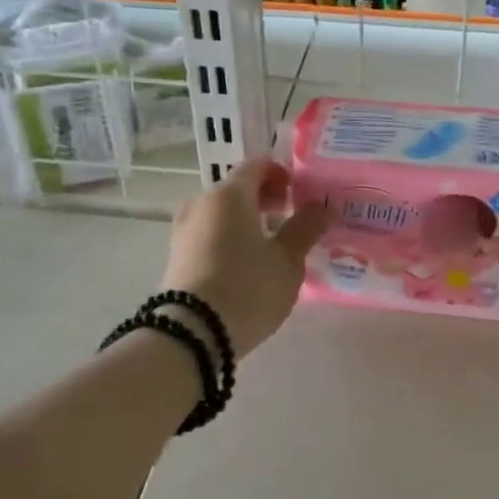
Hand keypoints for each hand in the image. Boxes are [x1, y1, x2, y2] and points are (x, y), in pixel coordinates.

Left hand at [159, 157, 329, 354]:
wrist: (192, 333)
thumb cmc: (248, 288)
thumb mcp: (287, 262)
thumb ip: (305, 229)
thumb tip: (323, 207)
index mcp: (229, 194)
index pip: (257, 166)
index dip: (281, 174)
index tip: (300, 194)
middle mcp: (201, 203)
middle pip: (235, 188)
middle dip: (263, 198)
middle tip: (289, 217)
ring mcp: (183, 230)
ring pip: (220, 213)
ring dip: (245, 219)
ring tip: (269, 245)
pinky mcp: (176, 256)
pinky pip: (208, 234)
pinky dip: (228, 237)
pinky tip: (245, 263)